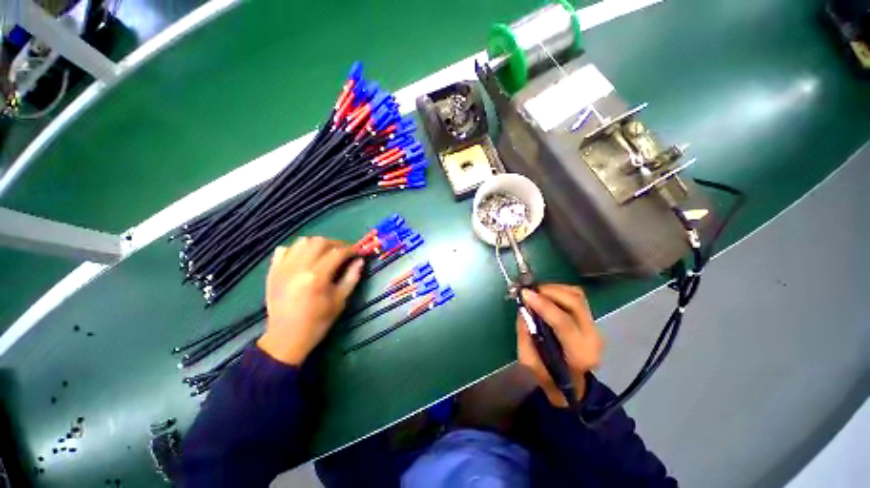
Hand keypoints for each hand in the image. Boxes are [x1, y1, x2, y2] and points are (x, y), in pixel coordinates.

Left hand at [257, 237, 363, 365]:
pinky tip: (304, 259)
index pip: (338, 252)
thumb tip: (360, 260)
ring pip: (302, 242)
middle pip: (320, 242)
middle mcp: (298, 267)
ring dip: (317, 244)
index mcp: (317, 276)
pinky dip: (297, 249)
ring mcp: (283, 267)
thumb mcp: (340, 300)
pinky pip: (284, 250)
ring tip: (325, 253)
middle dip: (336, 243)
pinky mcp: (273, 271)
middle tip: (343, 252)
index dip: (351, 249)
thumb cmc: (318, 321)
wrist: (286, 337)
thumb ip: (352, 277)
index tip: (358, 252)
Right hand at [516, 284, 603, 407]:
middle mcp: (592, 337)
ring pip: (577, 295)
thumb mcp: (529, 361)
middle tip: (529, 290)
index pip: (564, 323)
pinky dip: (559, 290)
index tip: (525, 294)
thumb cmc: (549, 376)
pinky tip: (546, 294)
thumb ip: (525, 333)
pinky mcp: (591, 319)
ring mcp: (595, 326)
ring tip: (536, 292)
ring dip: (553, 288)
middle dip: (549, 291)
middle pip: (575, 302)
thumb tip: (523, 307)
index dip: (543, 305)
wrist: (572, 385)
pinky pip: (576, 296)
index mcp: (579, 354)